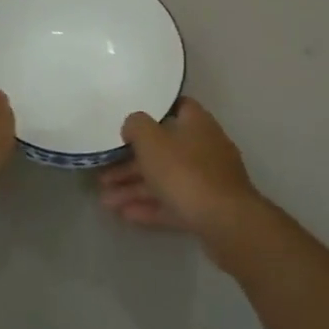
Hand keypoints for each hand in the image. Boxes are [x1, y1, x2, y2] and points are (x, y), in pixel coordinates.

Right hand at [99, 98, 265, 247]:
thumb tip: (133, 124)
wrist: (224, 221)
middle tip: (104, 174)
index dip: (154, 111)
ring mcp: (208, 180)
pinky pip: (173, 203)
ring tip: (106, 201)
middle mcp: (205, 148)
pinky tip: (125, 215)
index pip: (178, 107)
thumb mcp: (152, 141)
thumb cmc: (185, 172)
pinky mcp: (206, 208)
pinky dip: (150, 207)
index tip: (130, 121)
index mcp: (197, 124)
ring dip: (135, 188)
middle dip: (131, 163)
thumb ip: (137, 126)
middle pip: (164, 150)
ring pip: (165, 180)